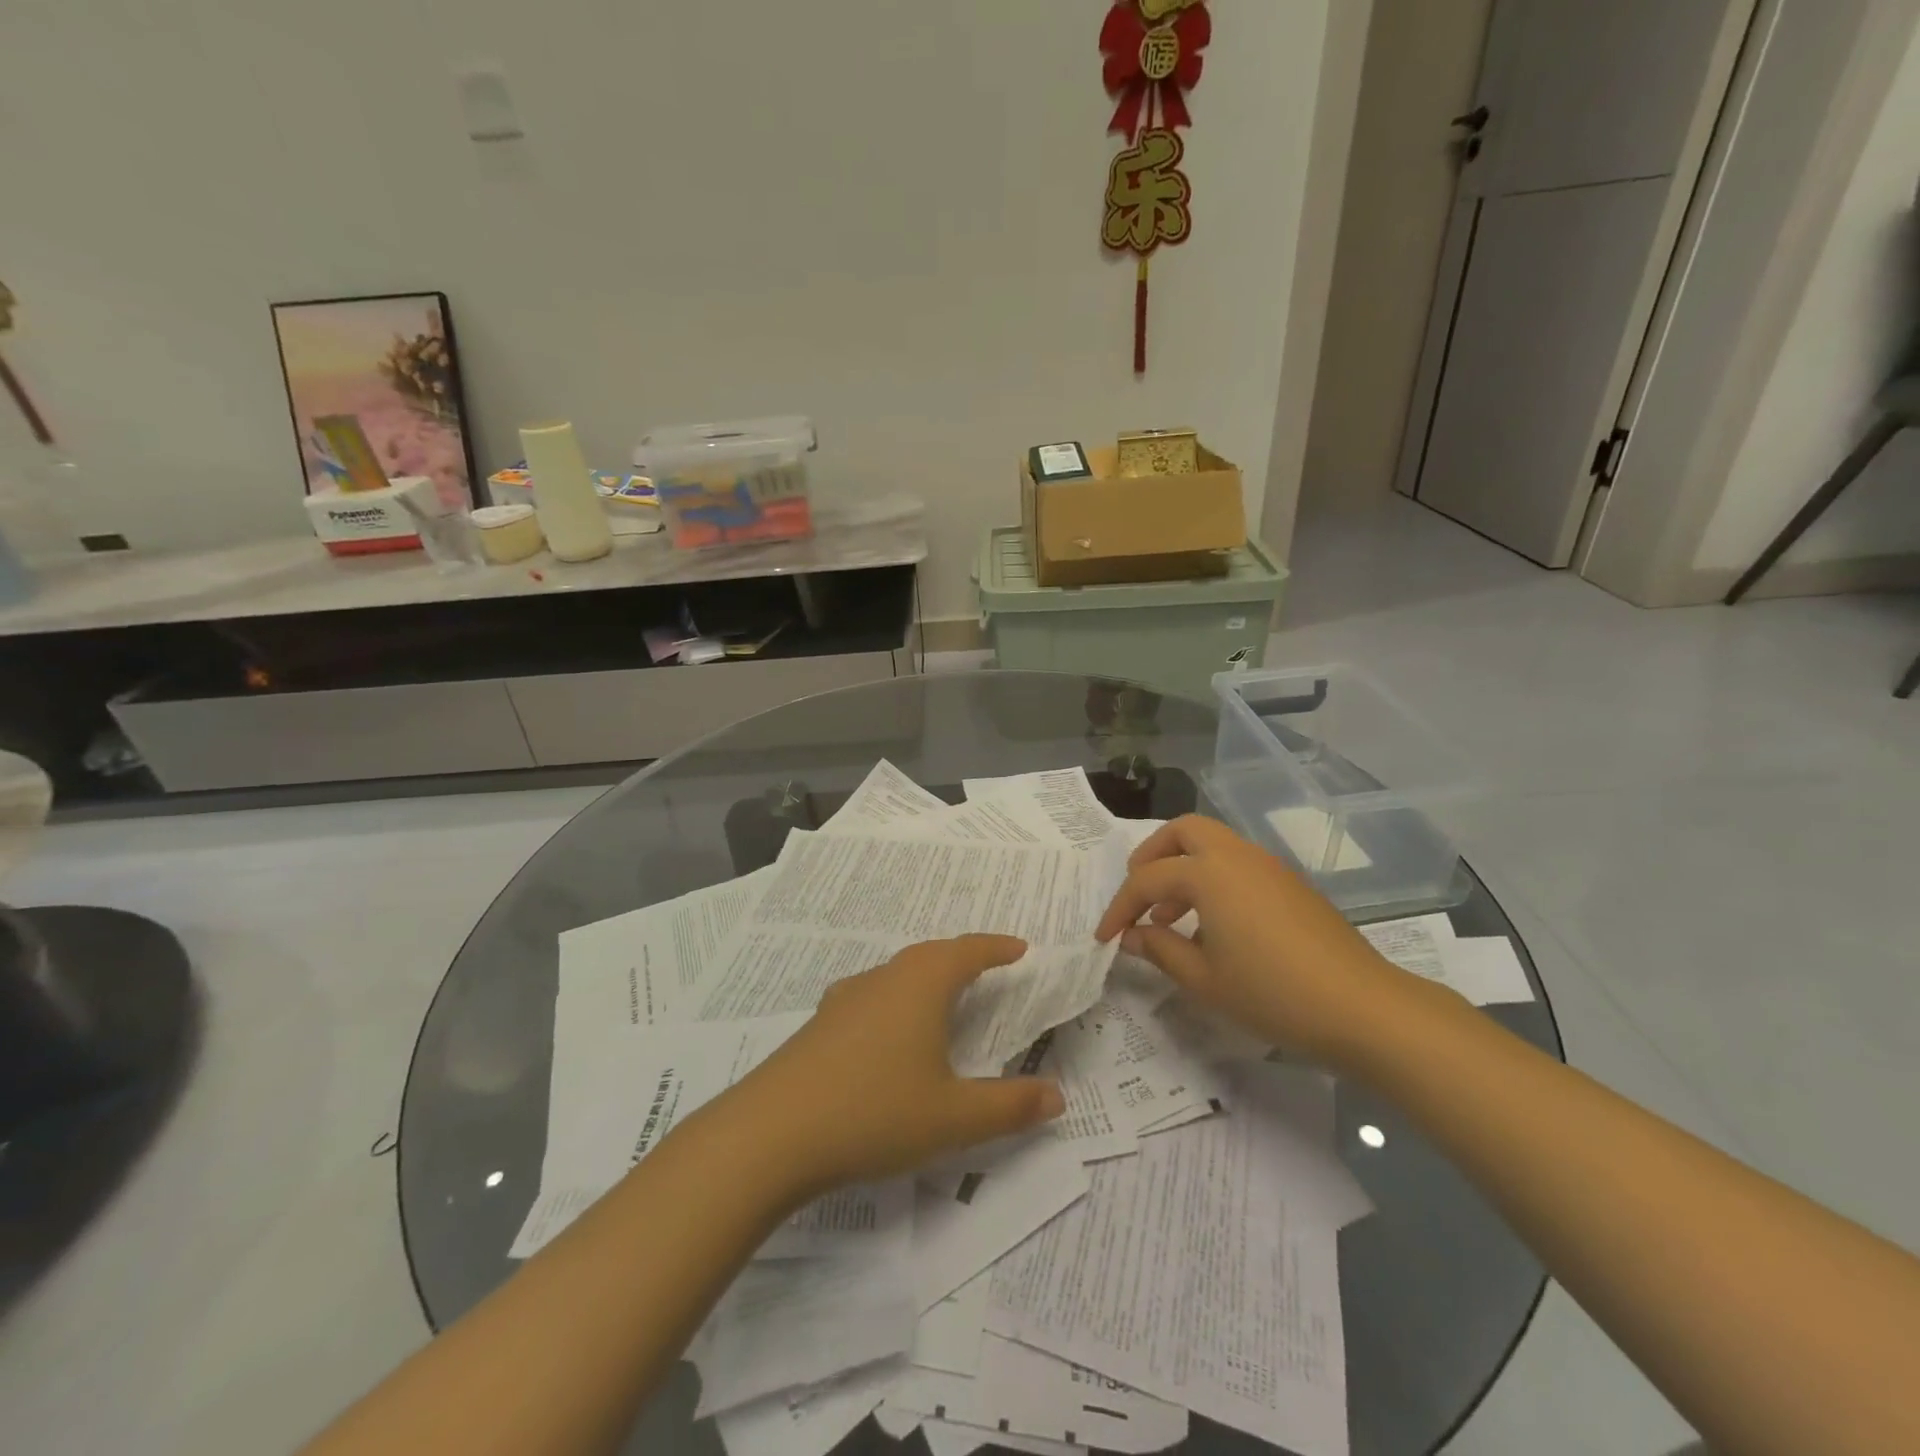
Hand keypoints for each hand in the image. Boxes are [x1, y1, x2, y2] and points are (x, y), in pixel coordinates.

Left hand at [718, 935, 1065, 1195]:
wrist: (771, 1133)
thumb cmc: (874, 1112)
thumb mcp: (953, 1117)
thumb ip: (1009, 1106)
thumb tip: (1057, 1094)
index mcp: (921, 985)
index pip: (967, 951)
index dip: (996, 948)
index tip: (1020, 948)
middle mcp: (884, 979)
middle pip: (930, 955)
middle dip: (962, 958)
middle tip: (988, 968)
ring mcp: (845, 999)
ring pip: (897, 973)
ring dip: (926, 977)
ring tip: (943, 997)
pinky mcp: (820, 1024)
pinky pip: (872, 996)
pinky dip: (896, 1000)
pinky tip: (889, 1031)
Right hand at [1095, 815, 1416, 1063]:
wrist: (1362, 1007)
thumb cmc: (1272, 993)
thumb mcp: (1203, 979)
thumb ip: (1159, 949)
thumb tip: (1131, 936)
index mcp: (1208, 873)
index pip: (1147, 879)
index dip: (1120, 907)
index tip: (1105, 937)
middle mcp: (1236, 856)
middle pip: (1183, 831)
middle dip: (1152, 855)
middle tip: (1139, 893)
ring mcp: (1268, 867)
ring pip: (1213, 845)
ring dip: (1183, 868)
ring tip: (1170, 918)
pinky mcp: (1289, 884)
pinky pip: (1237, 864)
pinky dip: (1212, 879)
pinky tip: (1212, 927)